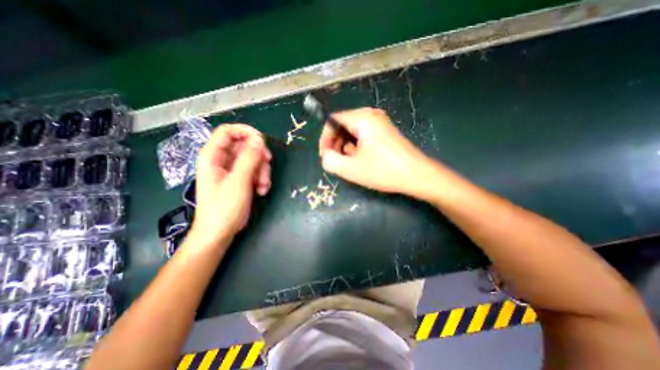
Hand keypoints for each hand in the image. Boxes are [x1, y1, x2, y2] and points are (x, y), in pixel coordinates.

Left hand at [190, 124, 272, 247]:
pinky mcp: (240, 179)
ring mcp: (232, 170)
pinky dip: (261, 179)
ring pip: (253, 159)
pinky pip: (255, 171)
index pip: (228, 132)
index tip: (262, 141)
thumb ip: (249, 158)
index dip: (245, 132)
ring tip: (263, 186)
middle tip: (267, 167)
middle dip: (259, 157)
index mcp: (213, 156)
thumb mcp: (239, 181)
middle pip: (245, 146)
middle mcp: (222, 160)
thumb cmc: (224, 208)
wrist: (219, 232)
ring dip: (262, 171)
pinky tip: (261, 191)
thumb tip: (259, 140)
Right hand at [320, 107, 434, 195]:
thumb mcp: (351, 169)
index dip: (325, 139)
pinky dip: (357, 147)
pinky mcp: (384, 132)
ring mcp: (380, 123)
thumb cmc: (384, 171)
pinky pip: (363, 136)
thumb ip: (330, 160)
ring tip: (351, 163)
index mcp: (363, 118)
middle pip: (343, 125)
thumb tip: (326, 155)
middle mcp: (371, 115)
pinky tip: (361, 160)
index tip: (325, 155)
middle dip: (336, 144)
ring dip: (346, 147)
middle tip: (336, 161)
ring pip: (352, 132)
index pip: (333, 121)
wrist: (417, 175)